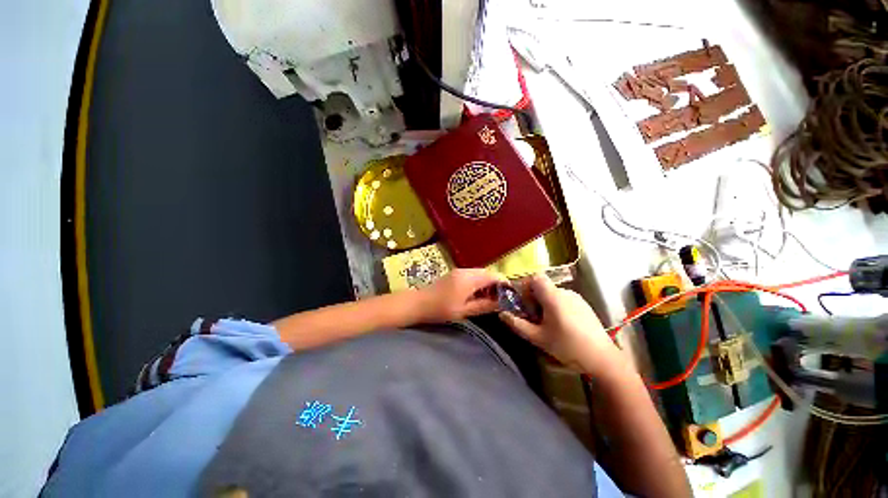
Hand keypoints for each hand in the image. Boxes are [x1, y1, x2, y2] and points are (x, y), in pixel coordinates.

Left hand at [417, 269, 504, 322]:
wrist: (417, 304)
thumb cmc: (440, 309)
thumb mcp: (465, 311)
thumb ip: (484, 306)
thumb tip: (502, 304)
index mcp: (470, 278)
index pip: (494, 276)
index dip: (505, 285)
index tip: (512, 296)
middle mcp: (466, 271)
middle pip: (488, 273)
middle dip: (497, 285)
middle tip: (503, 300)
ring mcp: (459, 271)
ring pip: (481, 274)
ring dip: (488, 284)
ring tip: (492, 300)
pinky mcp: (454, 275)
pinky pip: (473, 276)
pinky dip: (479, 284)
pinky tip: (479, 296)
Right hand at [499, 274, 620, 376]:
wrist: (599, 355)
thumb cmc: (566, 346)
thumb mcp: (539, 338)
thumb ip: (519, 325)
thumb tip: (502, 314)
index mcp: (553, 296)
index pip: (535, 278)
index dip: (525, 288)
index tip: (522, 307)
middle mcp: (566, 292)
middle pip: (544, 288)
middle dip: (534, 301)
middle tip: (532, 322)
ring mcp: (577, 298)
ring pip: (555, 296)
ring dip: (546, 307)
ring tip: (547, 329)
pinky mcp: (585, 306)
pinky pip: (566, 302)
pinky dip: (558, 310)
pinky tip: (562, 330)